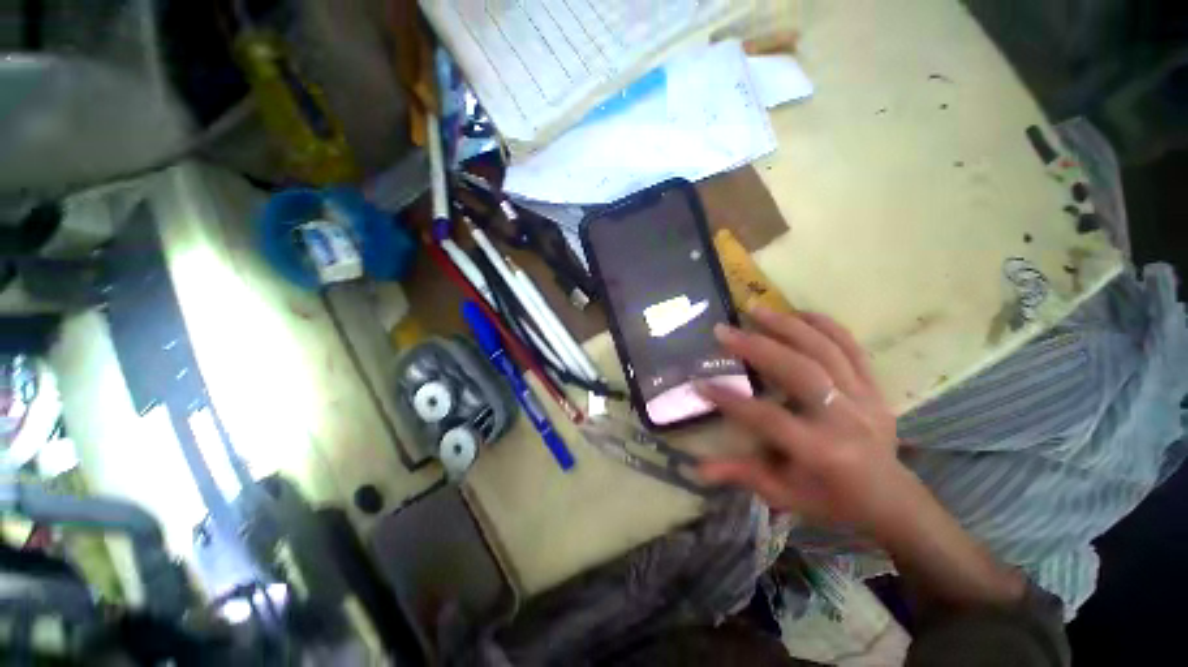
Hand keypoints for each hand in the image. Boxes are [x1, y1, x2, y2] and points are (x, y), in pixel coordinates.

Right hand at [696, 308, 911, 535]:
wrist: (892, 499)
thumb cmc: (831, 500)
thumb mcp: (784, 495)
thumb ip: (741, 475)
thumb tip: (697, 468)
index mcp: (820, 451)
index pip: (767, 417)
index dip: (730, 400)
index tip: (700, 384)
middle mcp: (844, 419)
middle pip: (798, 372)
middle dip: (756, 348)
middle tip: (723, 331)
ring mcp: (864, 398)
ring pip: (825, 351)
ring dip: (787, 325)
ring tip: (755, 308)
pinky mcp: (874, 386)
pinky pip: (851, 347)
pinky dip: (825, 324)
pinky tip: (798, 312)